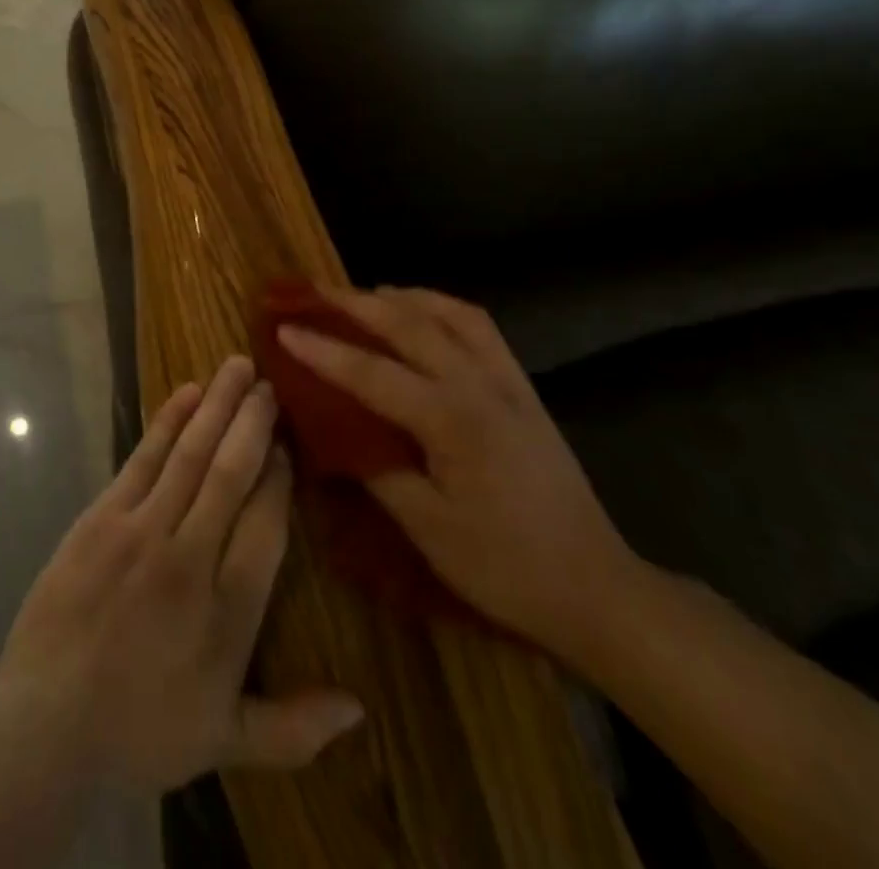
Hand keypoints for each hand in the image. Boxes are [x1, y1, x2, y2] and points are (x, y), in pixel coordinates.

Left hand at [0, 356, 364, 793]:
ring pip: (190, 455)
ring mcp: (142, 531)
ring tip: (238, 367)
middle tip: (270, 384)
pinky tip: (187, 394)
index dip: (280, 478)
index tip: (288, 443)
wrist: (46, 727)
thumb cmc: (140, 734)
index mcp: (229, 611)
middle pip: (231, 474)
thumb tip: (360, 708)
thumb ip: (295, 727)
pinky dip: (167, 423)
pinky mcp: (102, 518)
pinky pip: (143, 460)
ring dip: (217, 407)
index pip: (267, 524)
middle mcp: (191, 558)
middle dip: (253, 423)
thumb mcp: (224, 742)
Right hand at [279, 287, 637, 656]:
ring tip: (361, 295)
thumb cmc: (505, 566)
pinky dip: (441, 307)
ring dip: (400, 296)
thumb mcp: (429, 529)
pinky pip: (478, 326)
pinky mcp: (522, 386)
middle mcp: (479, 383)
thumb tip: (334, 429)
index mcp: (451, 420)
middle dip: (354, 303)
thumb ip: (377, 469)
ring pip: (447, 312)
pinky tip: (422, 314)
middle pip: (407, 324)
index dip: (322, 350)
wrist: (595, 586)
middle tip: (311, 292)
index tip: (282, 329)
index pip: (371, 372)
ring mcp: (506, 379)